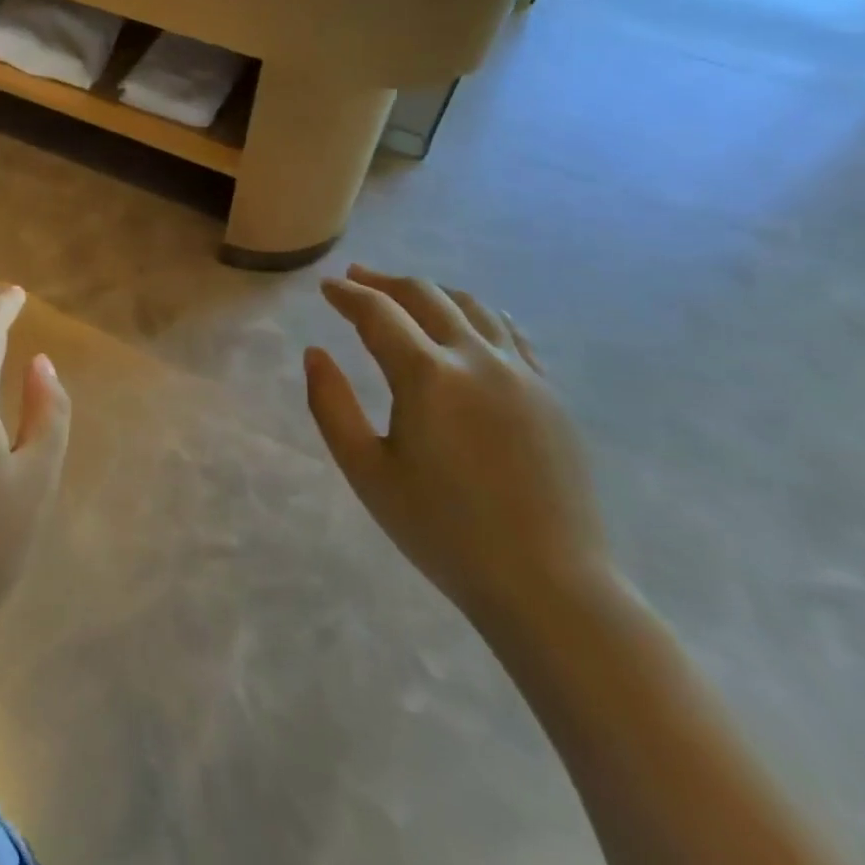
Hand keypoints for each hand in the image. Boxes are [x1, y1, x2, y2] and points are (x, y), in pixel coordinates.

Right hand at [306, 267, 609, 629]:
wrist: (549, 586)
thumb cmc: (444, 532)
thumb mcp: (367, 472)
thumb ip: (331, 406)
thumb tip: (315, 353)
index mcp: (427, 375)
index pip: (377, 313)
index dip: (348, 295)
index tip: (327, 287)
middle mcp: (476, 358)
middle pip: (425, 296)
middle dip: (385, 282)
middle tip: (357, 278)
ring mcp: (521, 372)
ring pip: (471, 305)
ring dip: (432, 291)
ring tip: (407, 293)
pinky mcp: (550, 393)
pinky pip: (510, 332)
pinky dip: (478, 314)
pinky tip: (469, 322)